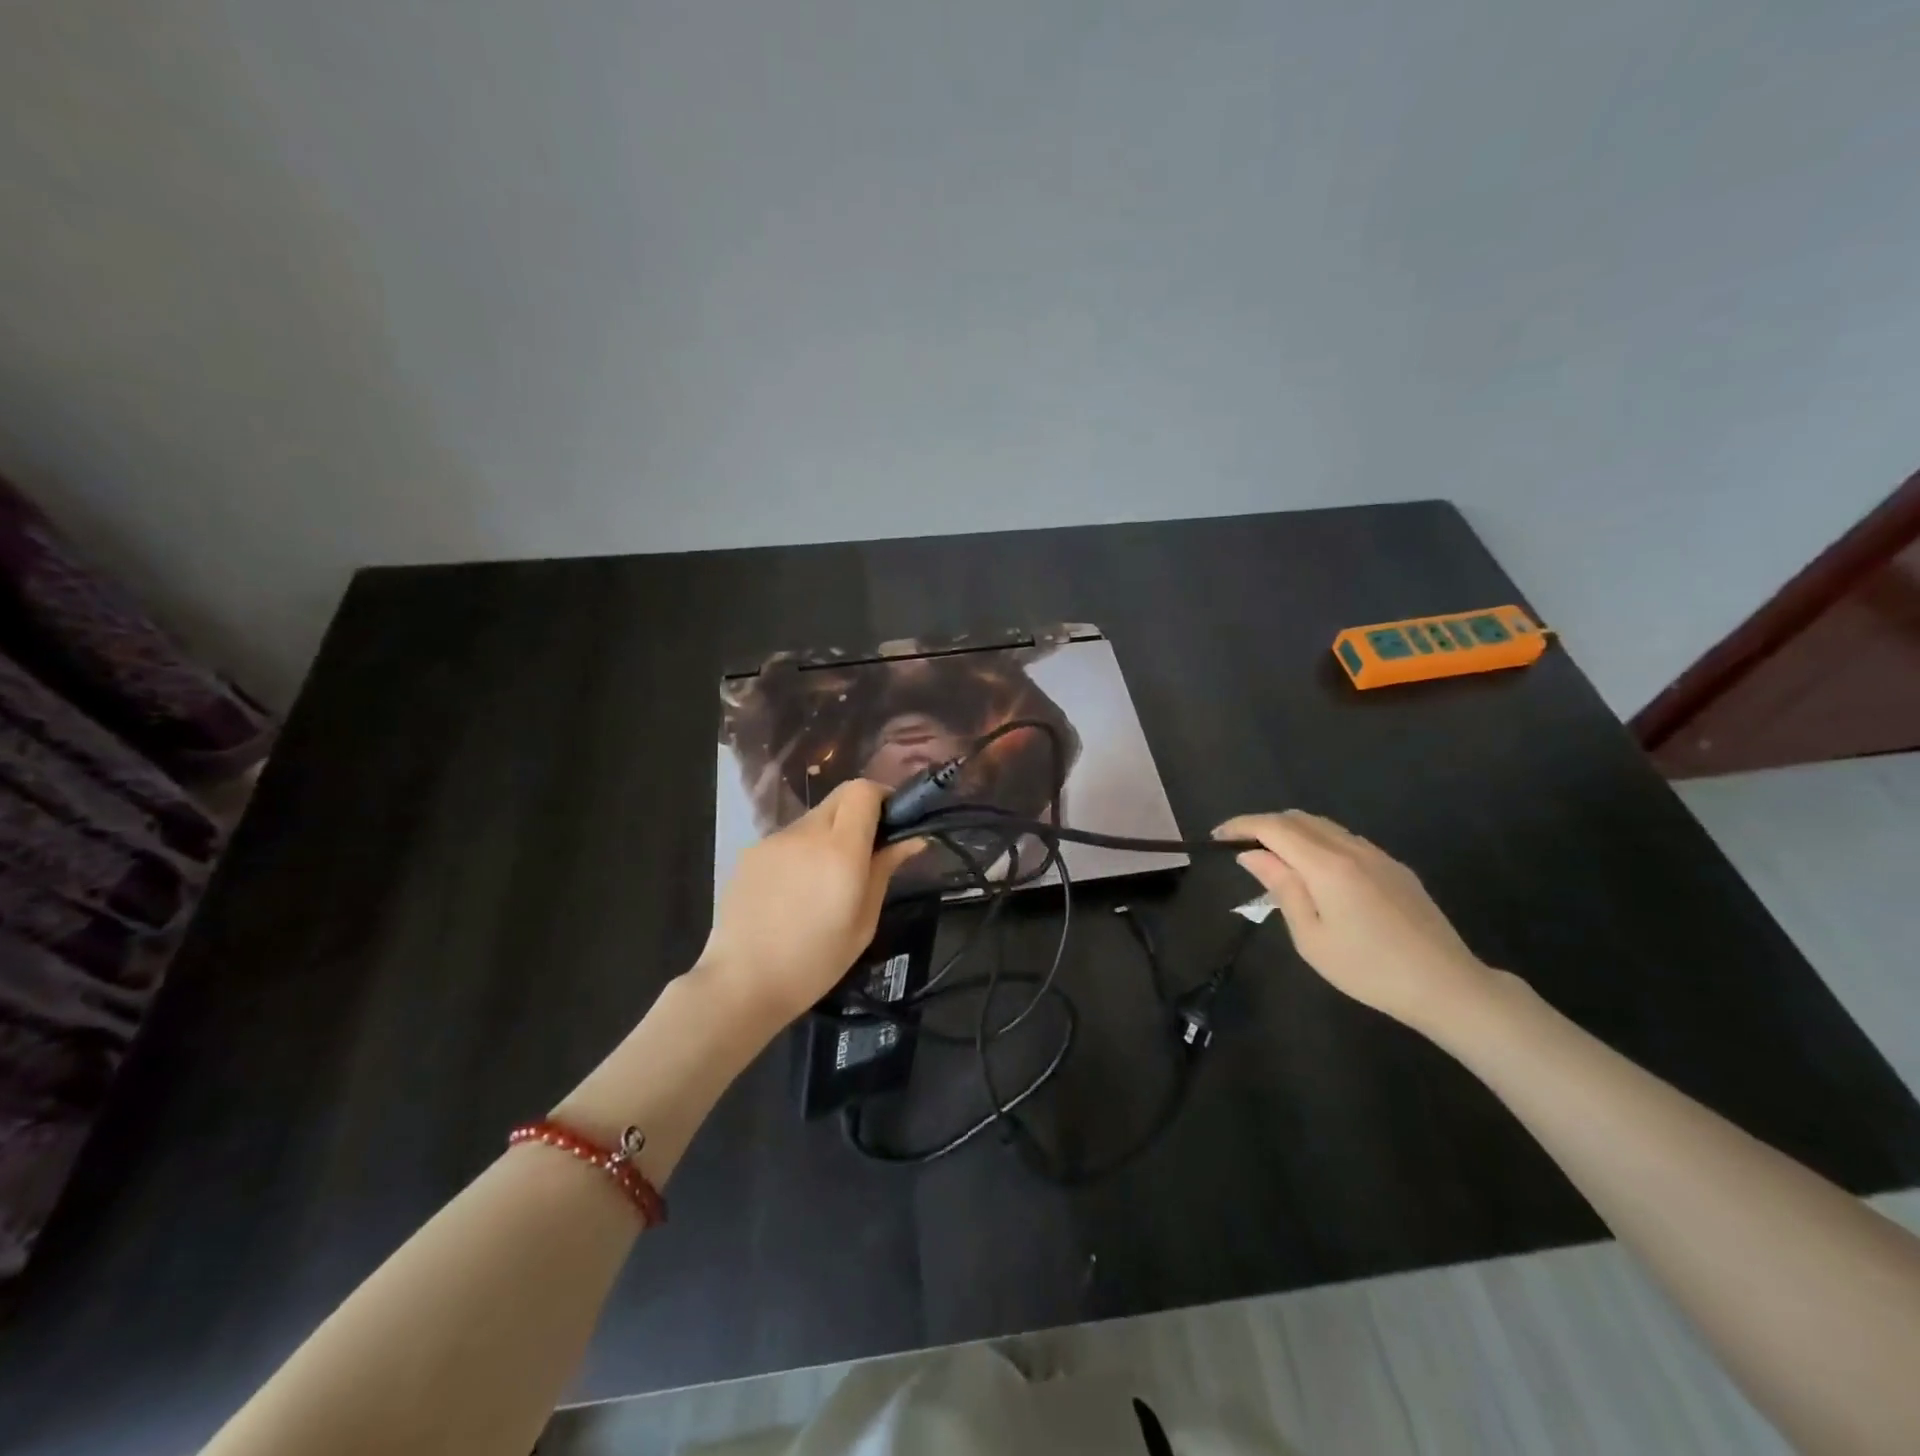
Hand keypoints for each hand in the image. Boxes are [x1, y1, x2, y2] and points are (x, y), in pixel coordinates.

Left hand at [700, 780, 920, 1025]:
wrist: (741, 984)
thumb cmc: (815, 962)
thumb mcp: (864, 922)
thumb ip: (885, 870)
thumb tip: (913, 839)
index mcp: (840, 850)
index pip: (863, 791)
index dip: (882, 797)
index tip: (892, 822)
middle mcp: (805, 833)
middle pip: (839, 798)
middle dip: (858, 814)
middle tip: (864, 852)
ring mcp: (773, 840)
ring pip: (813, 819)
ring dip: (828, 835)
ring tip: (824, 881)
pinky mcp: (750, 852)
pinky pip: (788, 840)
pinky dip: (801, 852)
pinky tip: (794, 892)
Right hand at [1214, 810, 1497, 1036]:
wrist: (1446, 986)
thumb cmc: (1369, 969)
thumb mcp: (1311, 936)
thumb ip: (1281, 888)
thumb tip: (1253, 854)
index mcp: (1327, 866)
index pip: (1274, 827)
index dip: (1242, 825)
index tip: (1217, 836)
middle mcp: (1351, 849)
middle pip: (1298, 818)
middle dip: (1264, 825)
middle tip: (1240, 847)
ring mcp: (1377, 855)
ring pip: (1324, 826)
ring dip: (1291, 832)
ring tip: (1273, 858)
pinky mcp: (1395, 867)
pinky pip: (1346, 840)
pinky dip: (1317, 842)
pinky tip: (1314, 871)